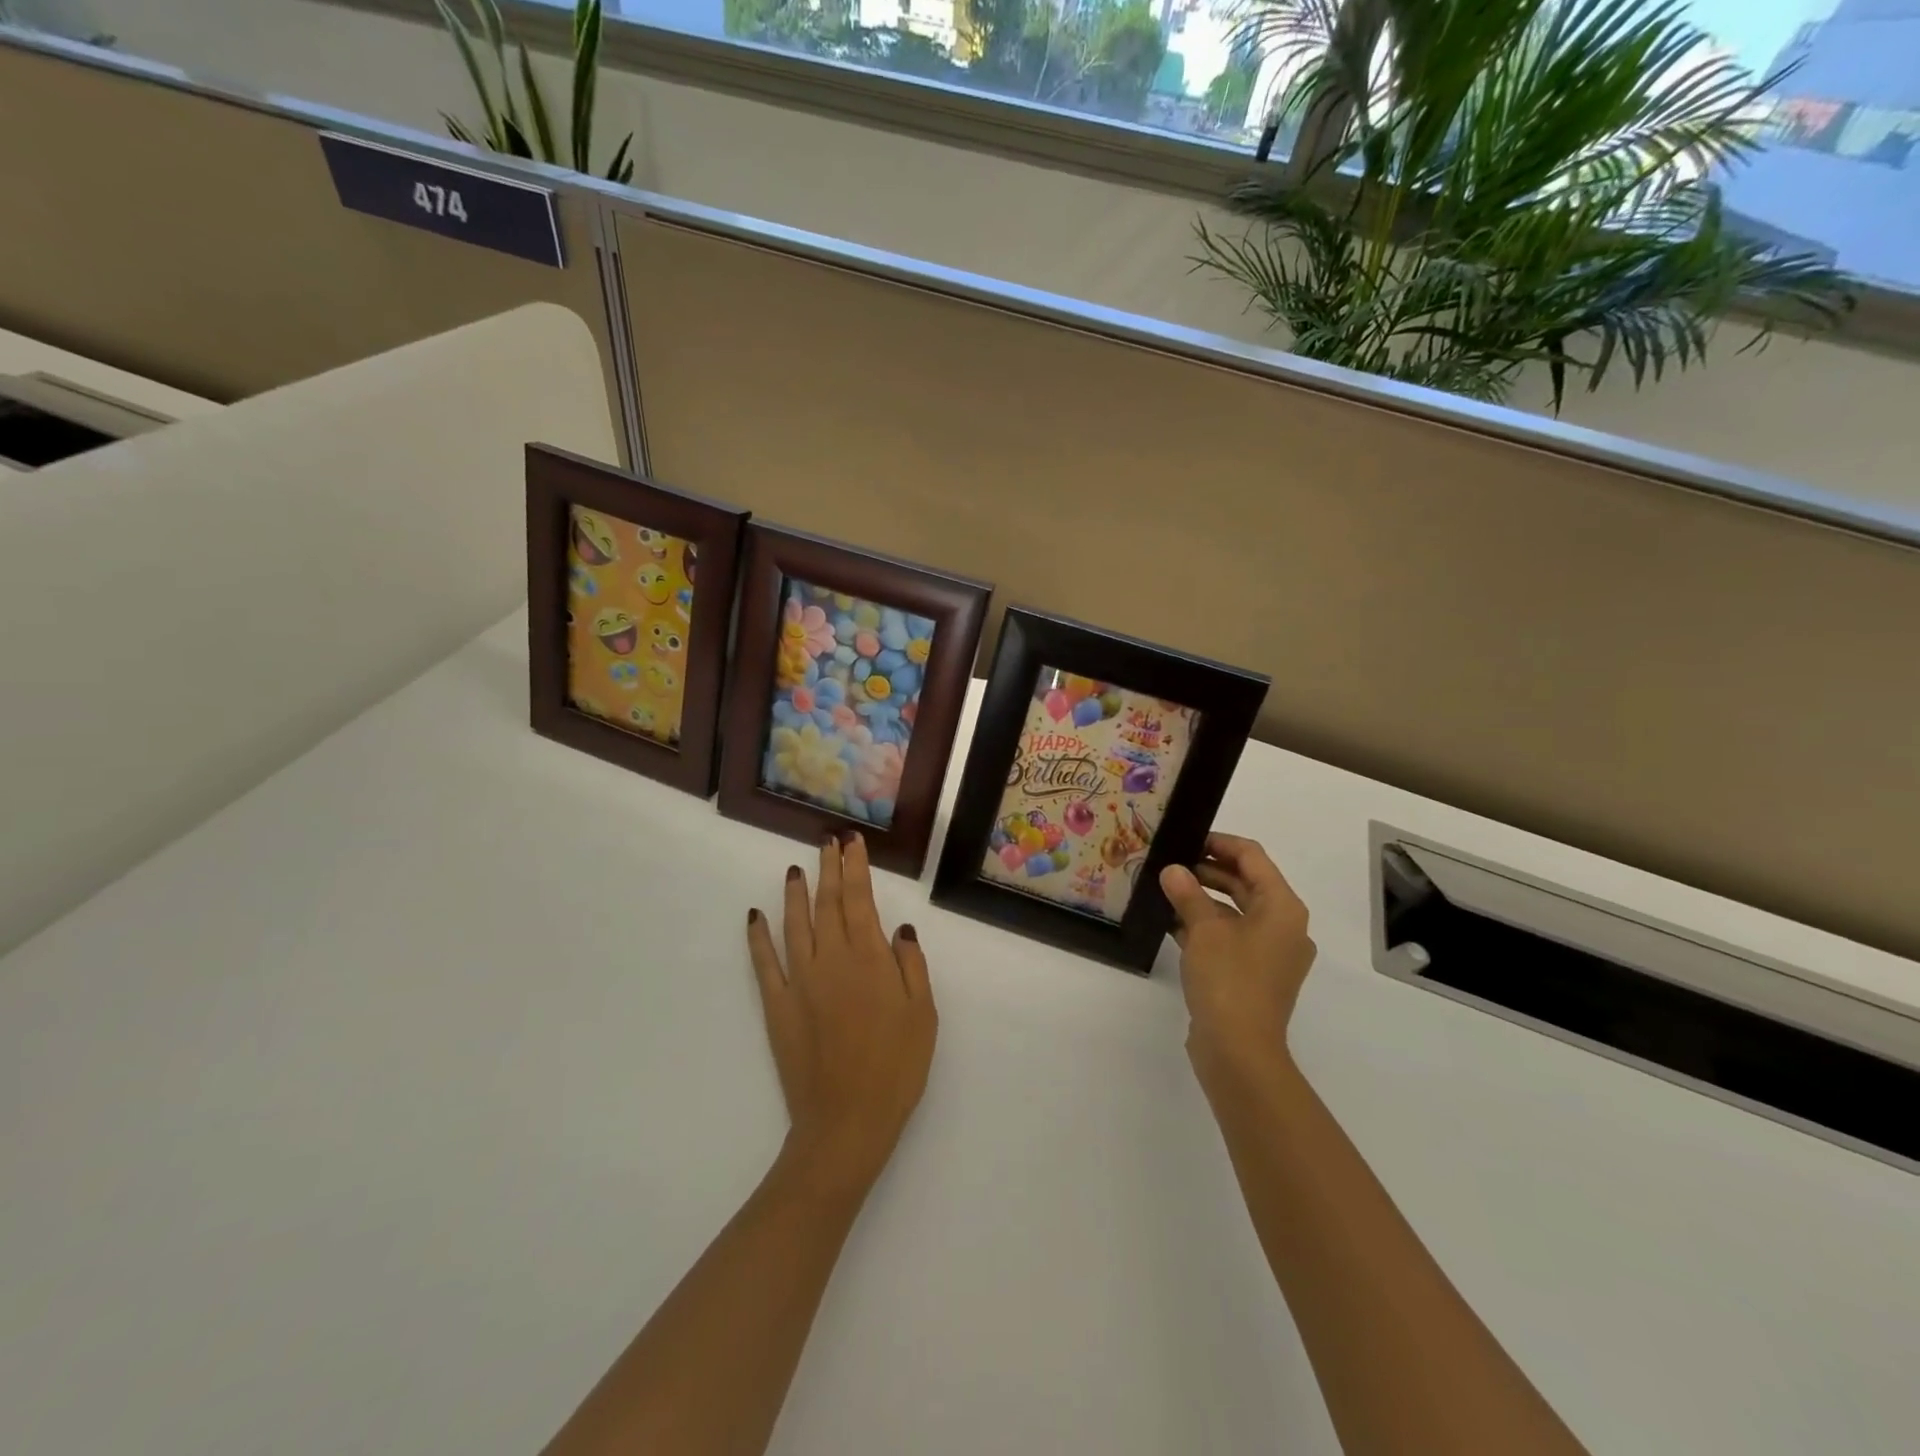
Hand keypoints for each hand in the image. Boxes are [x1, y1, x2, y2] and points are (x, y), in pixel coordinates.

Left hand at [747, 832, 937, 1191]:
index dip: (855, 868)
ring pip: (796, 924)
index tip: (852, 842)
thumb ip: (911, 966)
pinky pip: (764, 963)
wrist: (847, 1122)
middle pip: (828, 903)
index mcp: (870, 960)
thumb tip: (900, 929)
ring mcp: (800, 981)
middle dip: (829, 869)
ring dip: (796, 893)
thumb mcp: (923, 1015)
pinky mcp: (777, 1005)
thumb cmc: (896, 1068)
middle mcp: (832, 960)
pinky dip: (758, 936)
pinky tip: (756, 916)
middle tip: (828, 841)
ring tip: (797, 868)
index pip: (860, 900)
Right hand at [1159, 834, 1315, 1101]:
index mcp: (1283, 908)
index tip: (1186, 838)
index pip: (1252, 857)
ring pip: (1235, 911)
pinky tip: (1170, 922)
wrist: (1240, 1051)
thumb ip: (1187, 894)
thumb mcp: (1204, 930)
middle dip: (1207, 870)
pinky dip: (1204, 926)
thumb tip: (1173, 870)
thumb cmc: (1229, 980)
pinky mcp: (1253, 975)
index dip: (1219, 842)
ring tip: (1164, 888)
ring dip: (1202, 898)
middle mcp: (1283, 926)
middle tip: (1169, 862)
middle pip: (1245, 883)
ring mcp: (1270, 954)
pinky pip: (1229, 937)